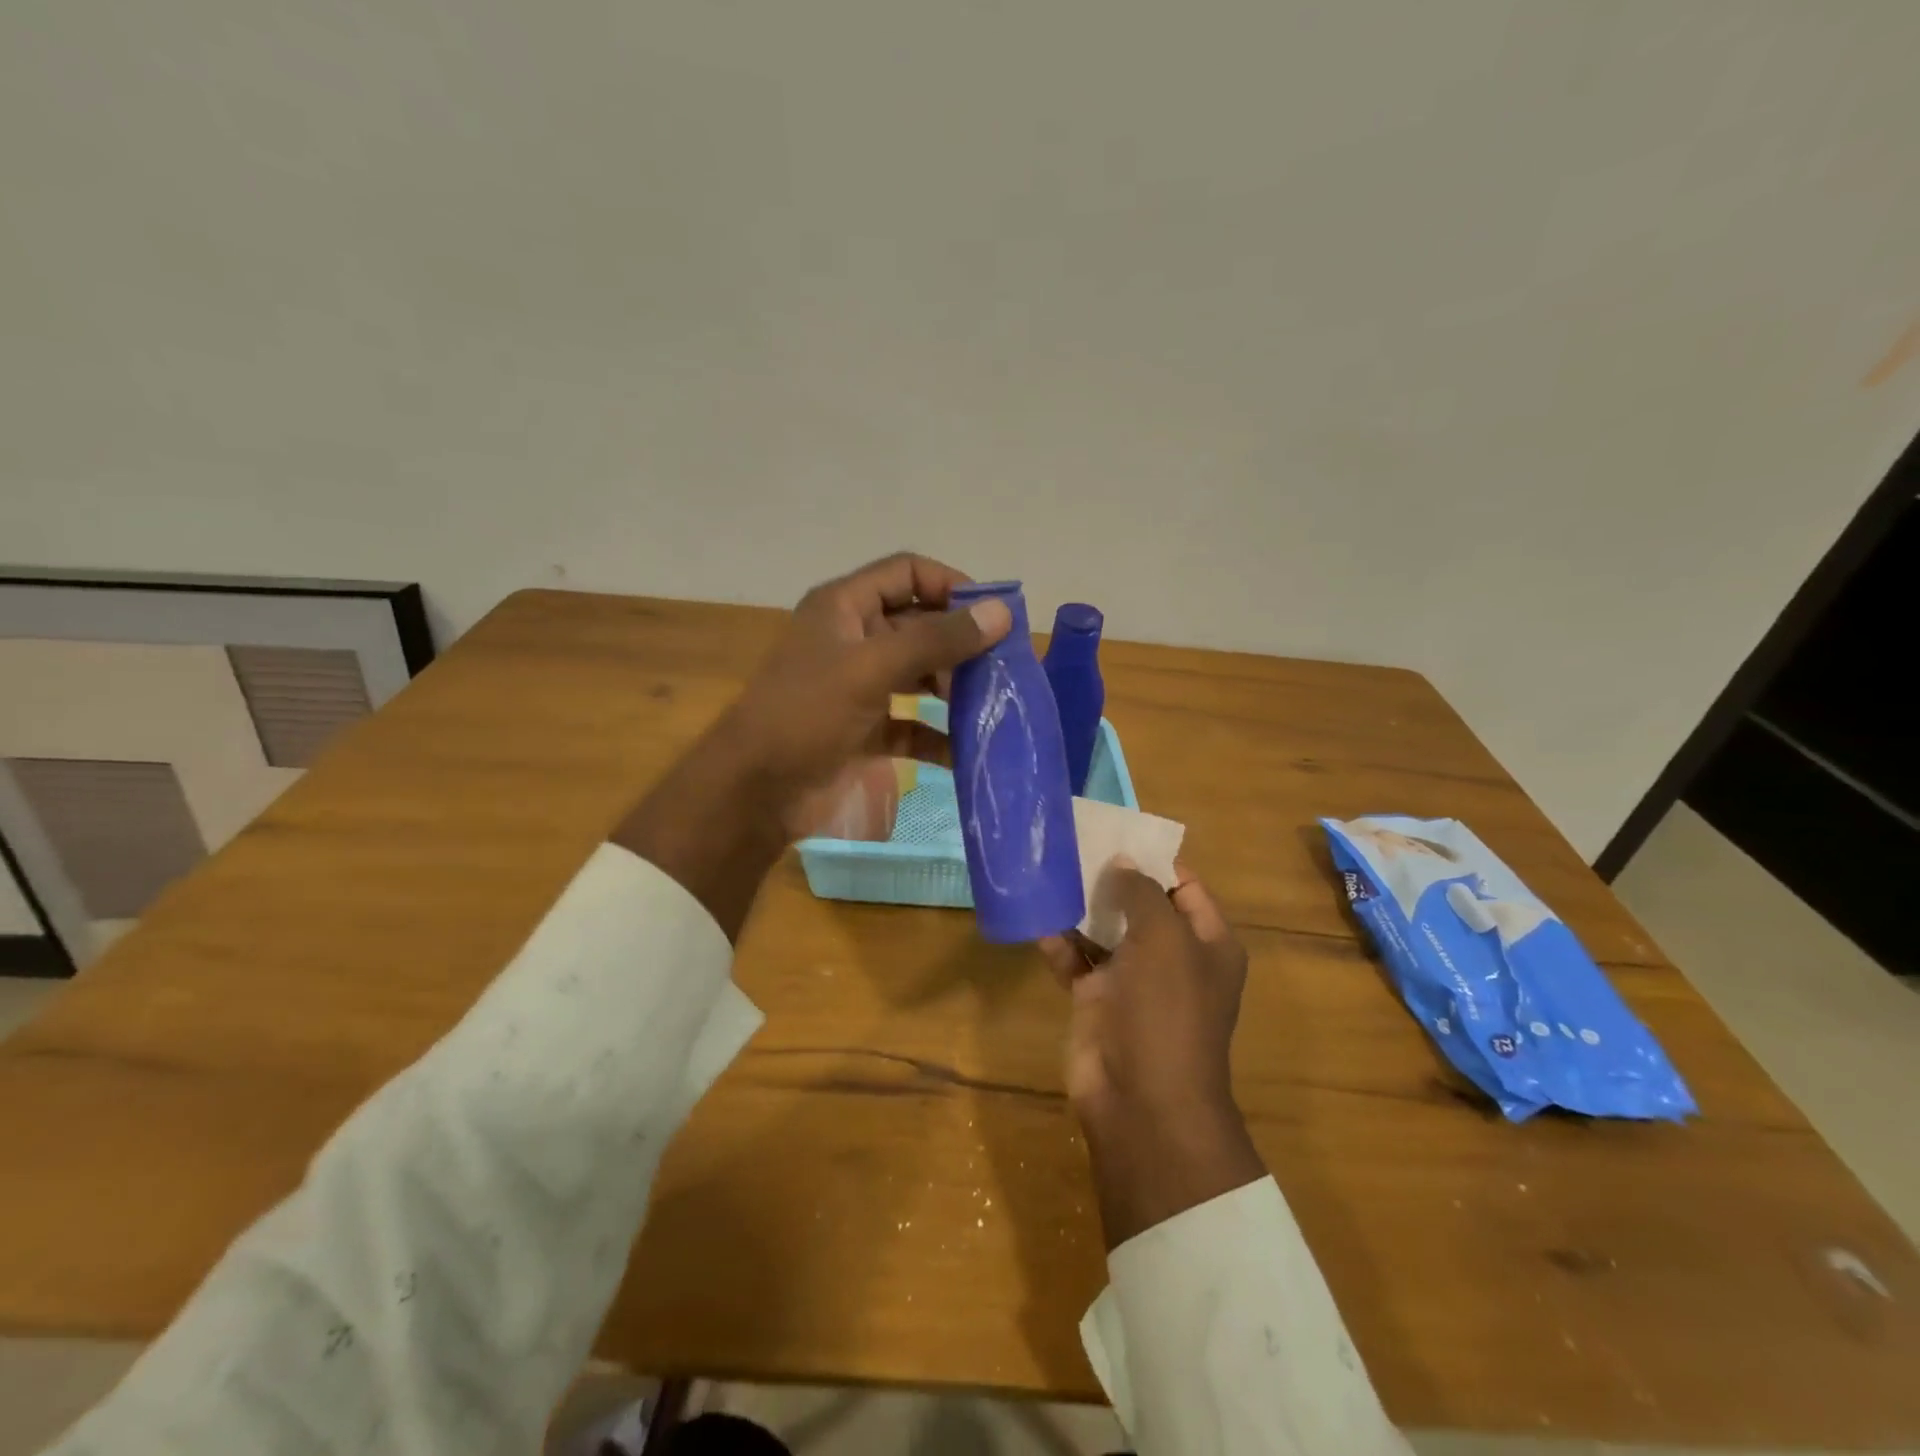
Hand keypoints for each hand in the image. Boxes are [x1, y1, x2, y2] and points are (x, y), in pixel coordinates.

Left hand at [718, 552, 1012, 841]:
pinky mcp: (865, 731)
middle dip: (959, 643)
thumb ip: (936, 640)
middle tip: (1002, 665)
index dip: (950, 585)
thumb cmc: (807, 715)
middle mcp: (853, 640)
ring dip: (953, 688)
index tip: (993, 615)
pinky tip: (967, 750)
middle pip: (918, 625)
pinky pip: (911, 725)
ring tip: (992, 704)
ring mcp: (859, 687)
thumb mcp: (872, 669)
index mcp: (844, 607)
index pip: (907, 573)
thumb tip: (1001, 613)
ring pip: (918, 675)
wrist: (755, 792)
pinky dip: (938, 735)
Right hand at [1039, 861, 1266, 1248]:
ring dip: (1080, 907)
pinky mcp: (1098, 1001)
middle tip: (1073, 845)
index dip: (1154, 858)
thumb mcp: (1164, 938)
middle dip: (1110, 878)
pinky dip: (1060, 944)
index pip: (1184, 885)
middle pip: (1140, 905)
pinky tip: (1037, 922)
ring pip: (1105, 931)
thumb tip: (1123, 862)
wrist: (1142, 1101)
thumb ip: (1142, 892)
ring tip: (1049, 872)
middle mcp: (1173, 958)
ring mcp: (1134, 981)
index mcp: (1207, 942)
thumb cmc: (1166, 1010)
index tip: (1116, 833)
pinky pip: (1077, 961)